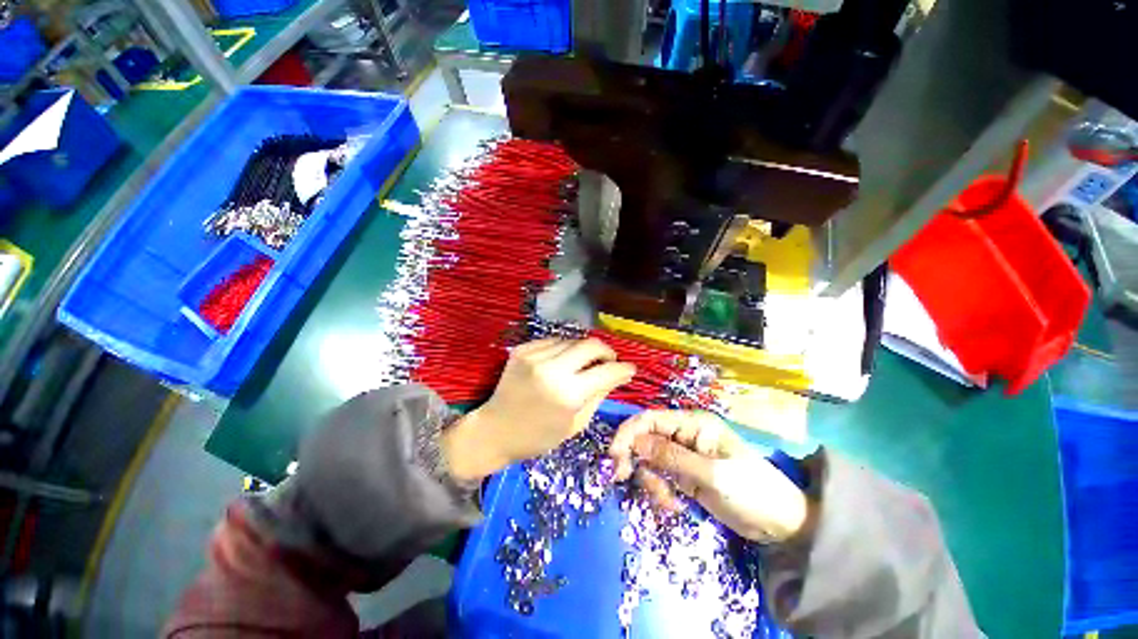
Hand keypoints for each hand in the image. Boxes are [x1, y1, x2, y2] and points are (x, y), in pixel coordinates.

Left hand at [445, 338, 635, 481]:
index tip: (630, 369)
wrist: (496, 430)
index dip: (623, 369)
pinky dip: (563, 349)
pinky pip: (553, 341)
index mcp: (567, 394)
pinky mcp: (522, 349)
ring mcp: (534, 356)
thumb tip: (618, 375)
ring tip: (583, 364)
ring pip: (572, 340)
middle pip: (591, 345)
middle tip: (609, 361)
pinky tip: (562, 361)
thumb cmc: (538, 437)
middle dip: (607, 351)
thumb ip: (599, 395)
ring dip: (583, 351)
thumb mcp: (576, 424)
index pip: (606, 371)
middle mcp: (551, 369)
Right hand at [608, 410, 812, 542]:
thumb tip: (634, 442)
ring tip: (667, 502)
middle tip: (625, 480)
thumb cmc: (753, 492)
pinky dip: (658, 490)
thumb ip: (672, 457)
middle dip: (635, 459)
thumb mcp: (712, 475)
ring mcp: (683, 455)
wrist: (781, 524)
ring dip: (649, 480)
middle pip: (645, 438)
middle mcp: (684, 434)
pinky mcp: (683, 474)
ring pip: (648, 459)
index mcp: (693, 423)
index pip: (650, 419)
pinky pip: (659, 476)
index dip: (628, 434)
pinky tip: (672, 505)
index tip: (614, 458)